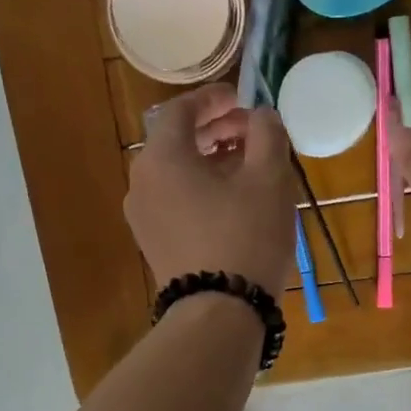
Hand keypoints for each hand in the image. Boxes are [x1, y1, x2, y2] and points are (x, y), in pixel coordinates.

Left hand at [125, 84, 294, 296]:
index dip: (213, 99)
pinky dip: (201, 188)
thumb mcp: (268, 179)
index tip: (241, 98)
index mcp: (162, 158)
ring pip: (176, 173)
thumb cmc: (245, 237)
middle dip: (215, 131)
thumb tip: (262, 116)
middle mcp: (142, 182)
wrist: (219, 312)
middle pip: (176, 141)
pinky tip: (233, 201)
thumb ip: (267, 134)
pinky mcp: (153, 244)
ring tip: (248, 166)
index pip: (180, 110)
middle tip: (252, 132)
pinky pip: (175, 201)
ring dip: (210, 161)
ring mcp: (143, 217)